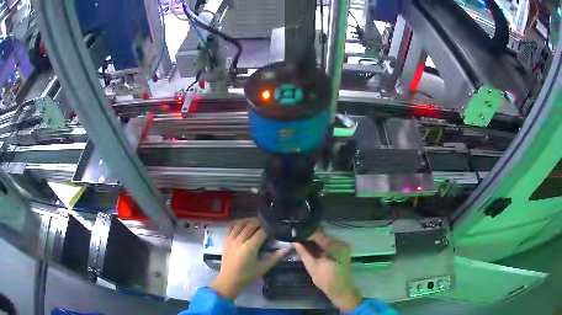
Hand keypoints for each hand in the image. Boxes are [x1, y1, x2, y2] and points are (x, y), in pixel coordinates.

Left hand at [210, 218, 288, 299]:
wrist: (229, 280)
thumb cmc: (247, 275)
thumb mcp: (263, 268)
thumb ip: (275, 257)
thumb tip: (287, 248)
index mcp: (250, 247)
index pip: (261, 232)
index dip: (268, 228)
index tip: (274, 228)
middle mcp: (239, 241)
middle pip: (250, 225)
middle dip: (259, 222)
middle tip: (266, 223)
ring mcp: (231, 240)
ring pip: (240, 224)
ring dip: (249, 220)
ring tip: (256, 222)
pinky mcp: (225, 241)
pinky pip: (231, 227)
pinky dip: (238, 224)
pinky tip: (243, 225)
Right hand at [294, 231, 361, 311]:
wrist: (341, 289)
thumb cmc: (326, 279)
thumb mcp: (312, 267)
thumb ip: (303, 253)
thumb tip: (295, 242)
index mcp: (334, 245)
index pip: (317, 234)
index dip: (305, 234)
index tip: (294, 235)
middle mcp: (340, 242)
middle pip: (322, 236)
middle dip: (309, 238)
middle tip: (297, 241)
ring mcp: (343, 246)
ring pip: (325, 240)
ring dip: (314, 242)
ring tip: (302, 245)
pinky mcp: (343, 251)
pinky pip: (329, 245)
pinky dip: (321, 247)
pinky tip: (312, 250)